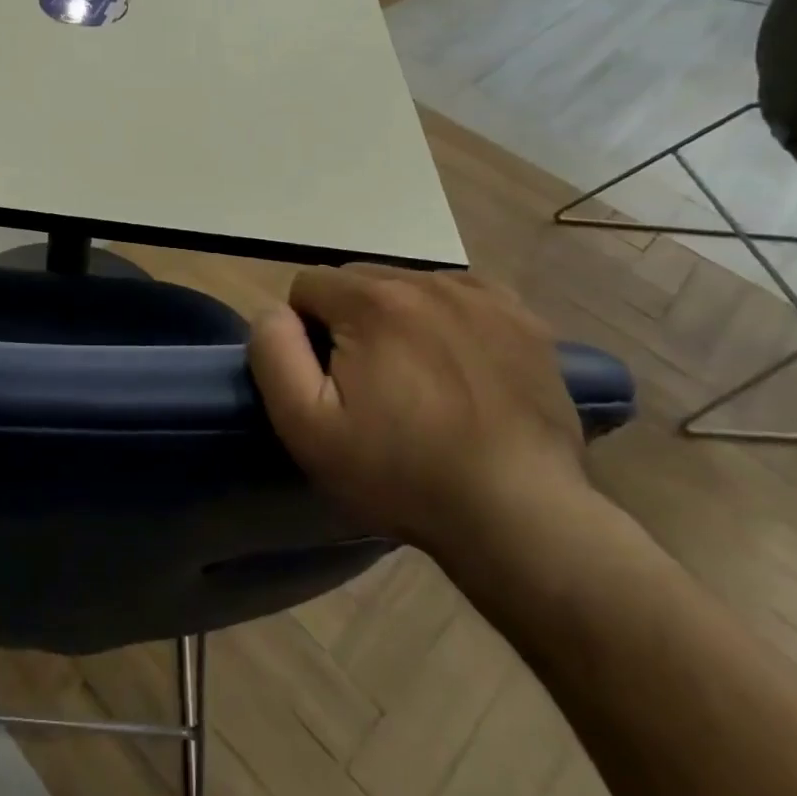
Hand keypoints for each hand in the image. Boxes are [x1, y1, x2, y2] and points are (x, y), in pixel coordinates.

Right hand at [248, 267, 587, 555]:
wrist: (520, 515)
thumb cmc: (401, 474)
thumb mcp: (307, 426)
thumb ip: (274, 353)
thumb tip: (273, 311)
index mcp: (372, 301)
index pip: (309, 285)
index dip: (306, 332)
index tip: (329, 380)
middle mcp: (428, 281)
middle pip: (359, 280)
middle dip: (350, 320)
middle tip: (371, 384)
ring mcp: (483, 296)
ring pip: (410, 286)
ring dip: (398, 318)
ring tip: (418, 379)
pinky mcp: (523, 318)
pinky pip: (462, 297)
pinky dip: (448, 319)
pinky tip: (459, 366)